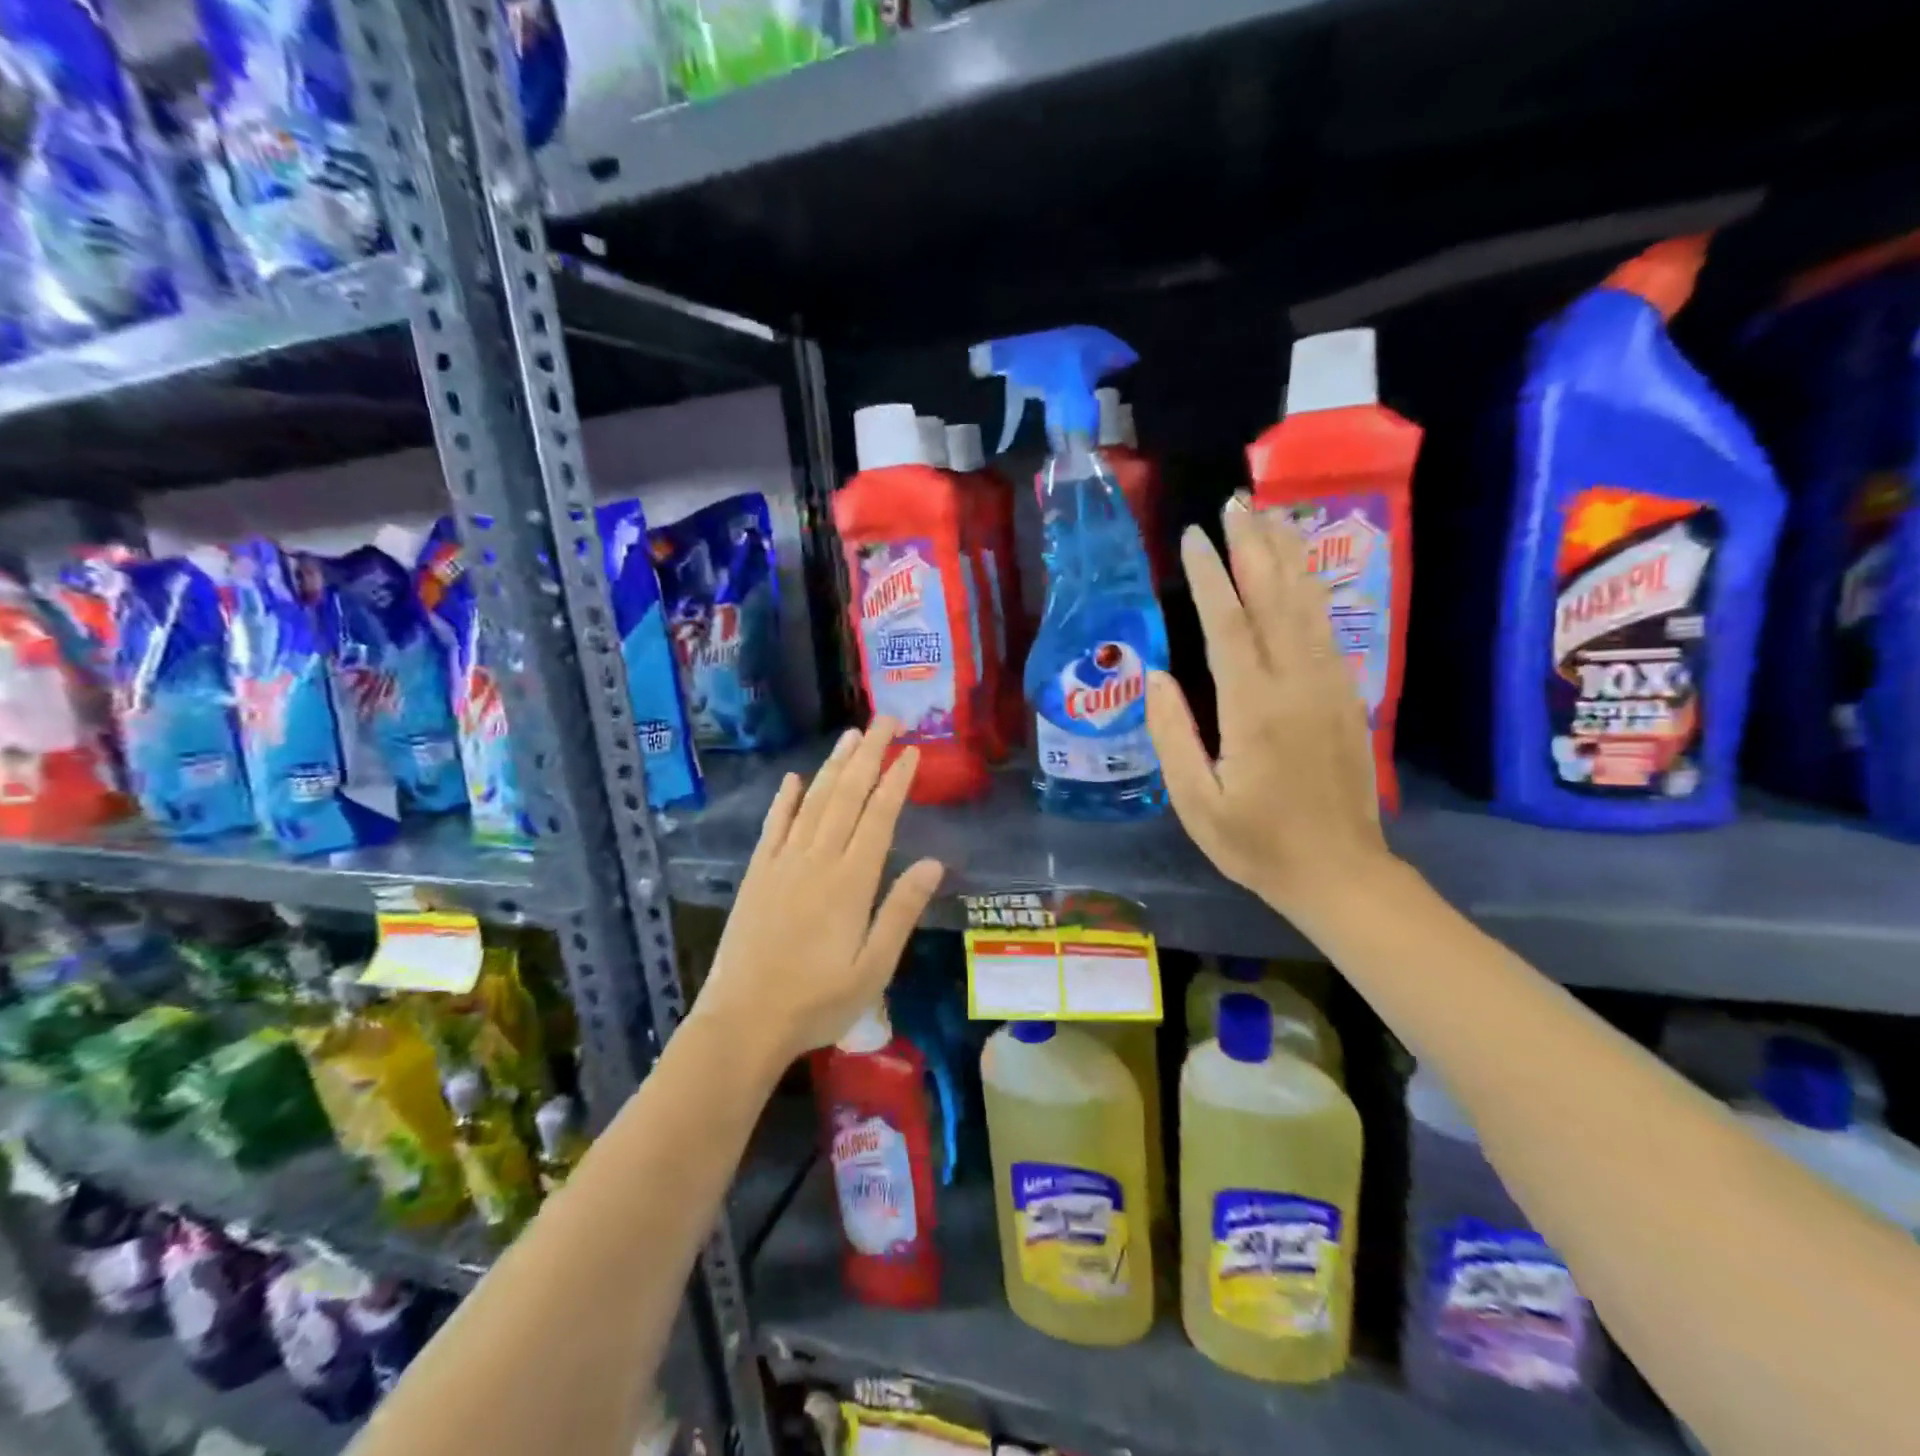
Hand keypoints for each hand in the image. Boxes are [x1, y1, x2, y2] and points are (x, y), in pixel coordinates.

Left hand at [692, 721, 944, 1062]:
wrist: (743, 1022)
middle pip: (846, 796)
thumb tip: (934, 863)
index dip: (896, 781)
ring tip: (850, 736)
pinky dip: (785, 799)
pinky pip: (773, 826)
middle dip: (868, 755)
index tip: (911, 751)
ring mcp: (782, 863)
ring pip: (813, 802)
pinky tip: (795, 779)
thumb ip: (901, 910)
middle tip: (886, 720)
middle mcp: (817, 860)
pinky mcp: (757, 874)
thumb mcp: (874, 967)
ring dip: (833, 767)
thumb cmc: (817, 1001)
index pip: (878, 817)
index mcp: (850, 882)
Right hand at [1145, 498, 1391, 923]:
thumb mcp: (1197, 803)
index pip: (1228, 624)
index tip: (1193, 536)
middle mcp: (1296, 683)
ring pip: (1307, 605)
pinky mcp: (1345, 695)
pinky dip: (1310, 589)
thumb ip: (1172, 735)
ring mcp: (1328, 685)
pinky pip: (1324, 628)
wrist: (1341, 872)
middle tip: (1235, 502)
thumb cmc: (1257, 844)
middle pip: (1275, 598)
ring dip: (1286, 556)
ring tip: (1268, 516)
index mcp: (1254, 708)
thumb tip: (1155, 675)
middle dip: (1253, 546)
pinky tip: (1299, 571)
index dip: (1209, 576)